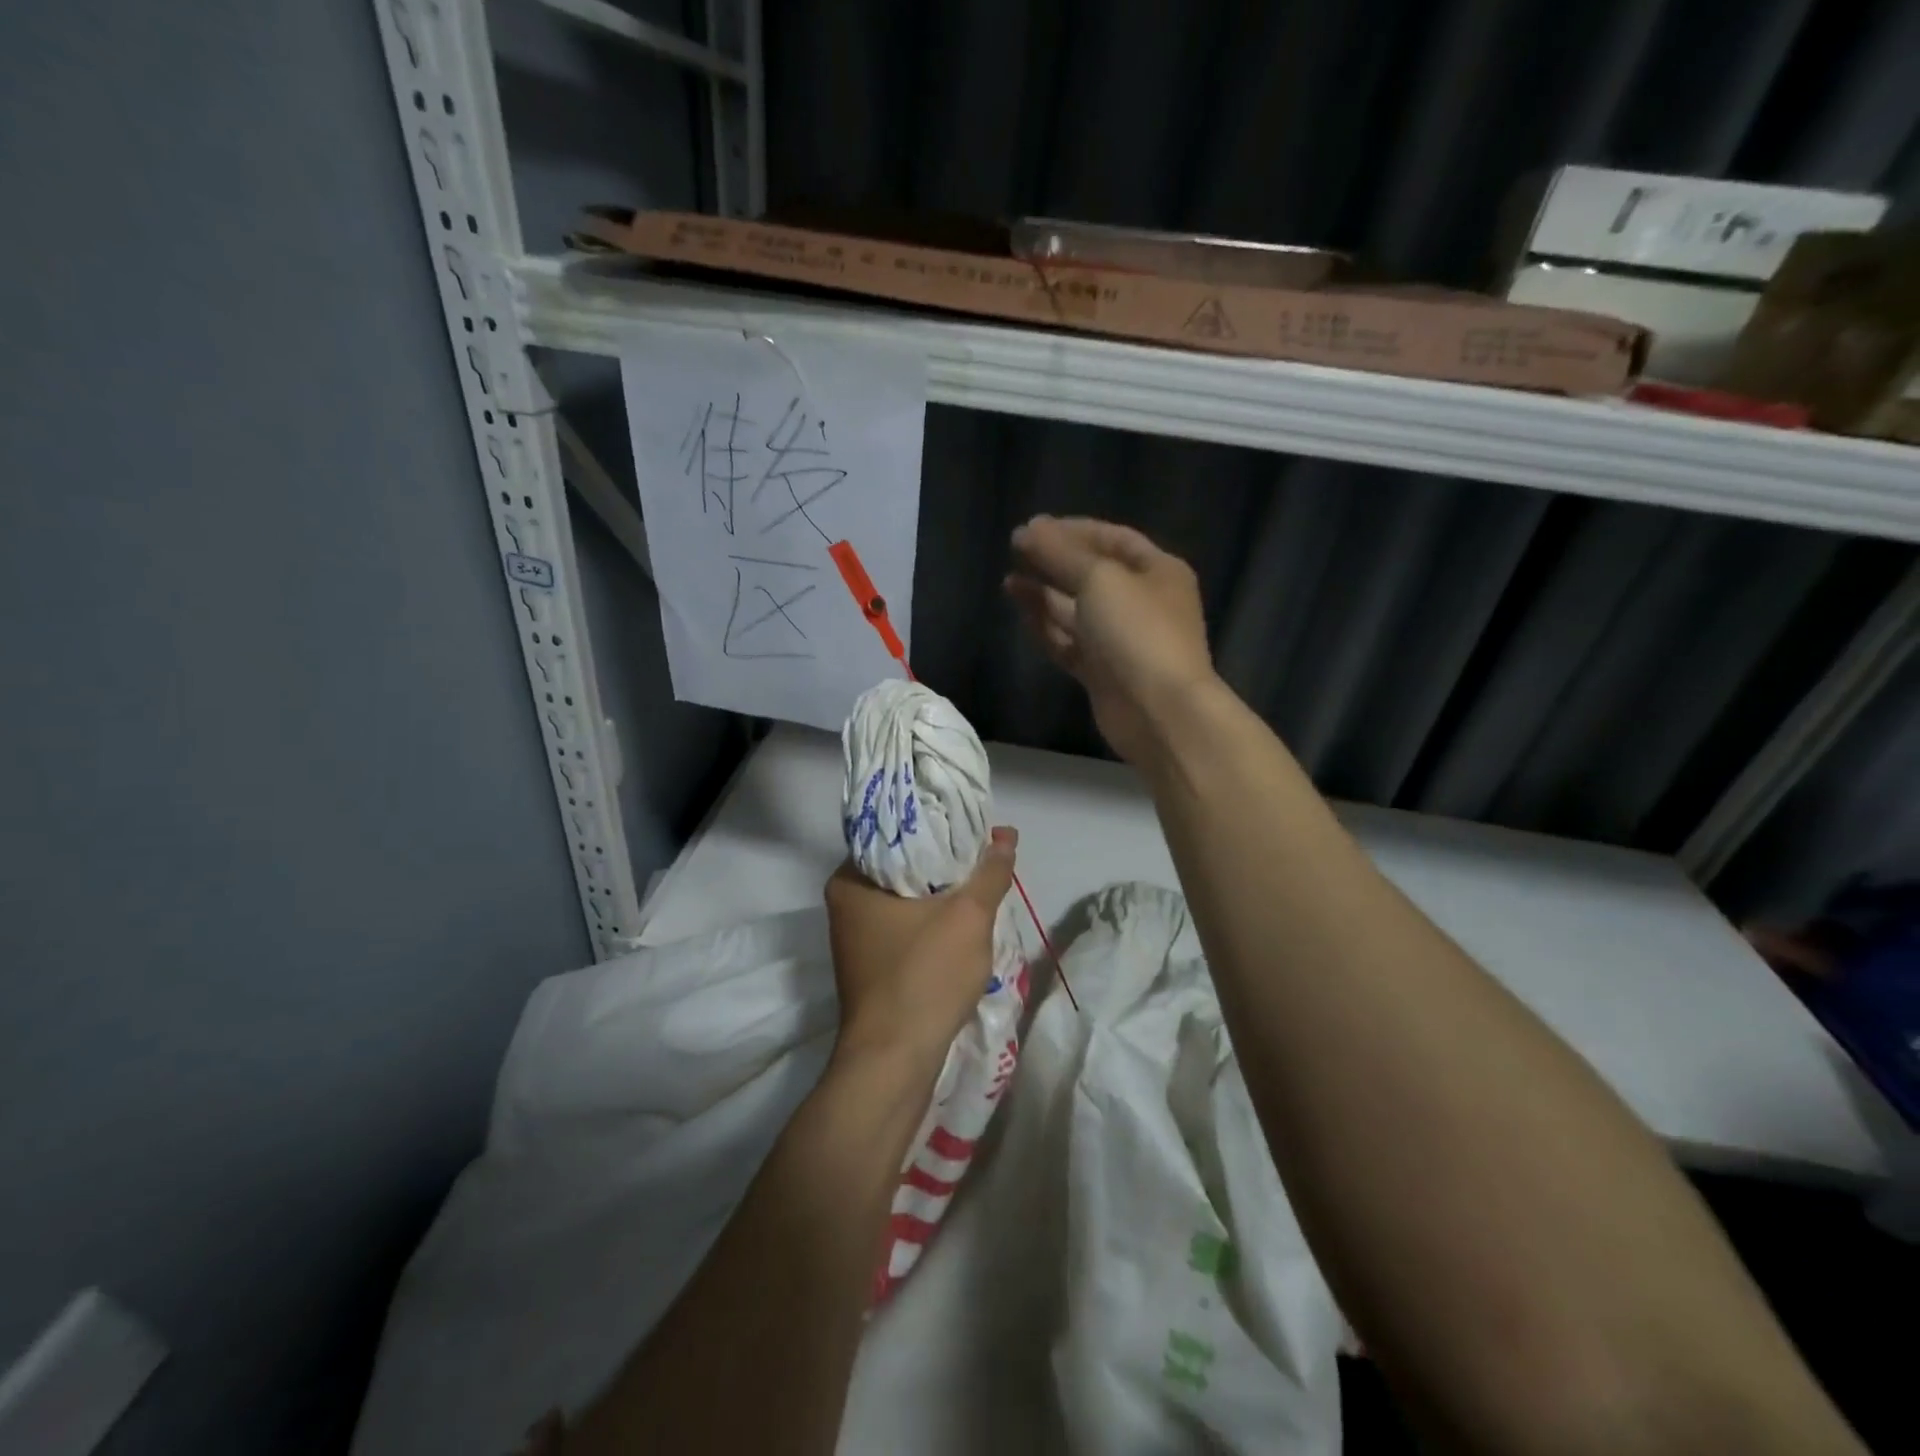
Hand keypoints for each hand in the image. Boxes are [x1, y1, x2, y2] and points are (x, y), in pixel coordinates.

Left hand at [824, 827, 1017, 1066]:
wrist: (894, 1061)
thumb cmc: (924, 977)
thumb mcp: (968, 917)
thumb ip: (989, 873)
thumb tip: (1006, 835)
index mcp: (849, 880)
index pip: (894, 833)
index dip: (936, 824)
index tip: (970, 822)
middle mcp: (845, 904)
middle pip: (902, 866)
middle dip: (944, 861)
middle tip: (983, 850)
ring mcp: (856, 938)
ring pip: (906, 899)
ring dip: (942, 893)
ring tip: (980, 878)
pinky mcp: (871, 966)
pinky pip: (905, 927)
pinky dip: (932, 920)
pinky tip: (963, 918)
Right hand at [1005, 515, 1214, 764]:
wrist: (1158, 712)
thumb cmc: (1136, 632)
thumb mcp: (1099, 579)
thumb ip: (1059, 553)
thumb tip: (1025, 531)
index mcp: (1158, 571)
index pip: (1112, 539)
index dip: (1073, 530)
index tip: (1033, 527)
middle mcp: (1142, 602)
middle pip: (1092, 574)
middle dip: (1055, 561)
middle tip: (1015, 550)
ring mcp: (1121, 641)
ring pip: (1076, 610)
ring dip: (1044, 594)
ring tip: (1008, 581)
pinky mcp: (1101, 672)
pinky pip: (1069, 642)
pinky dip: (1046, 626)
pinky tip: (1021, 611)